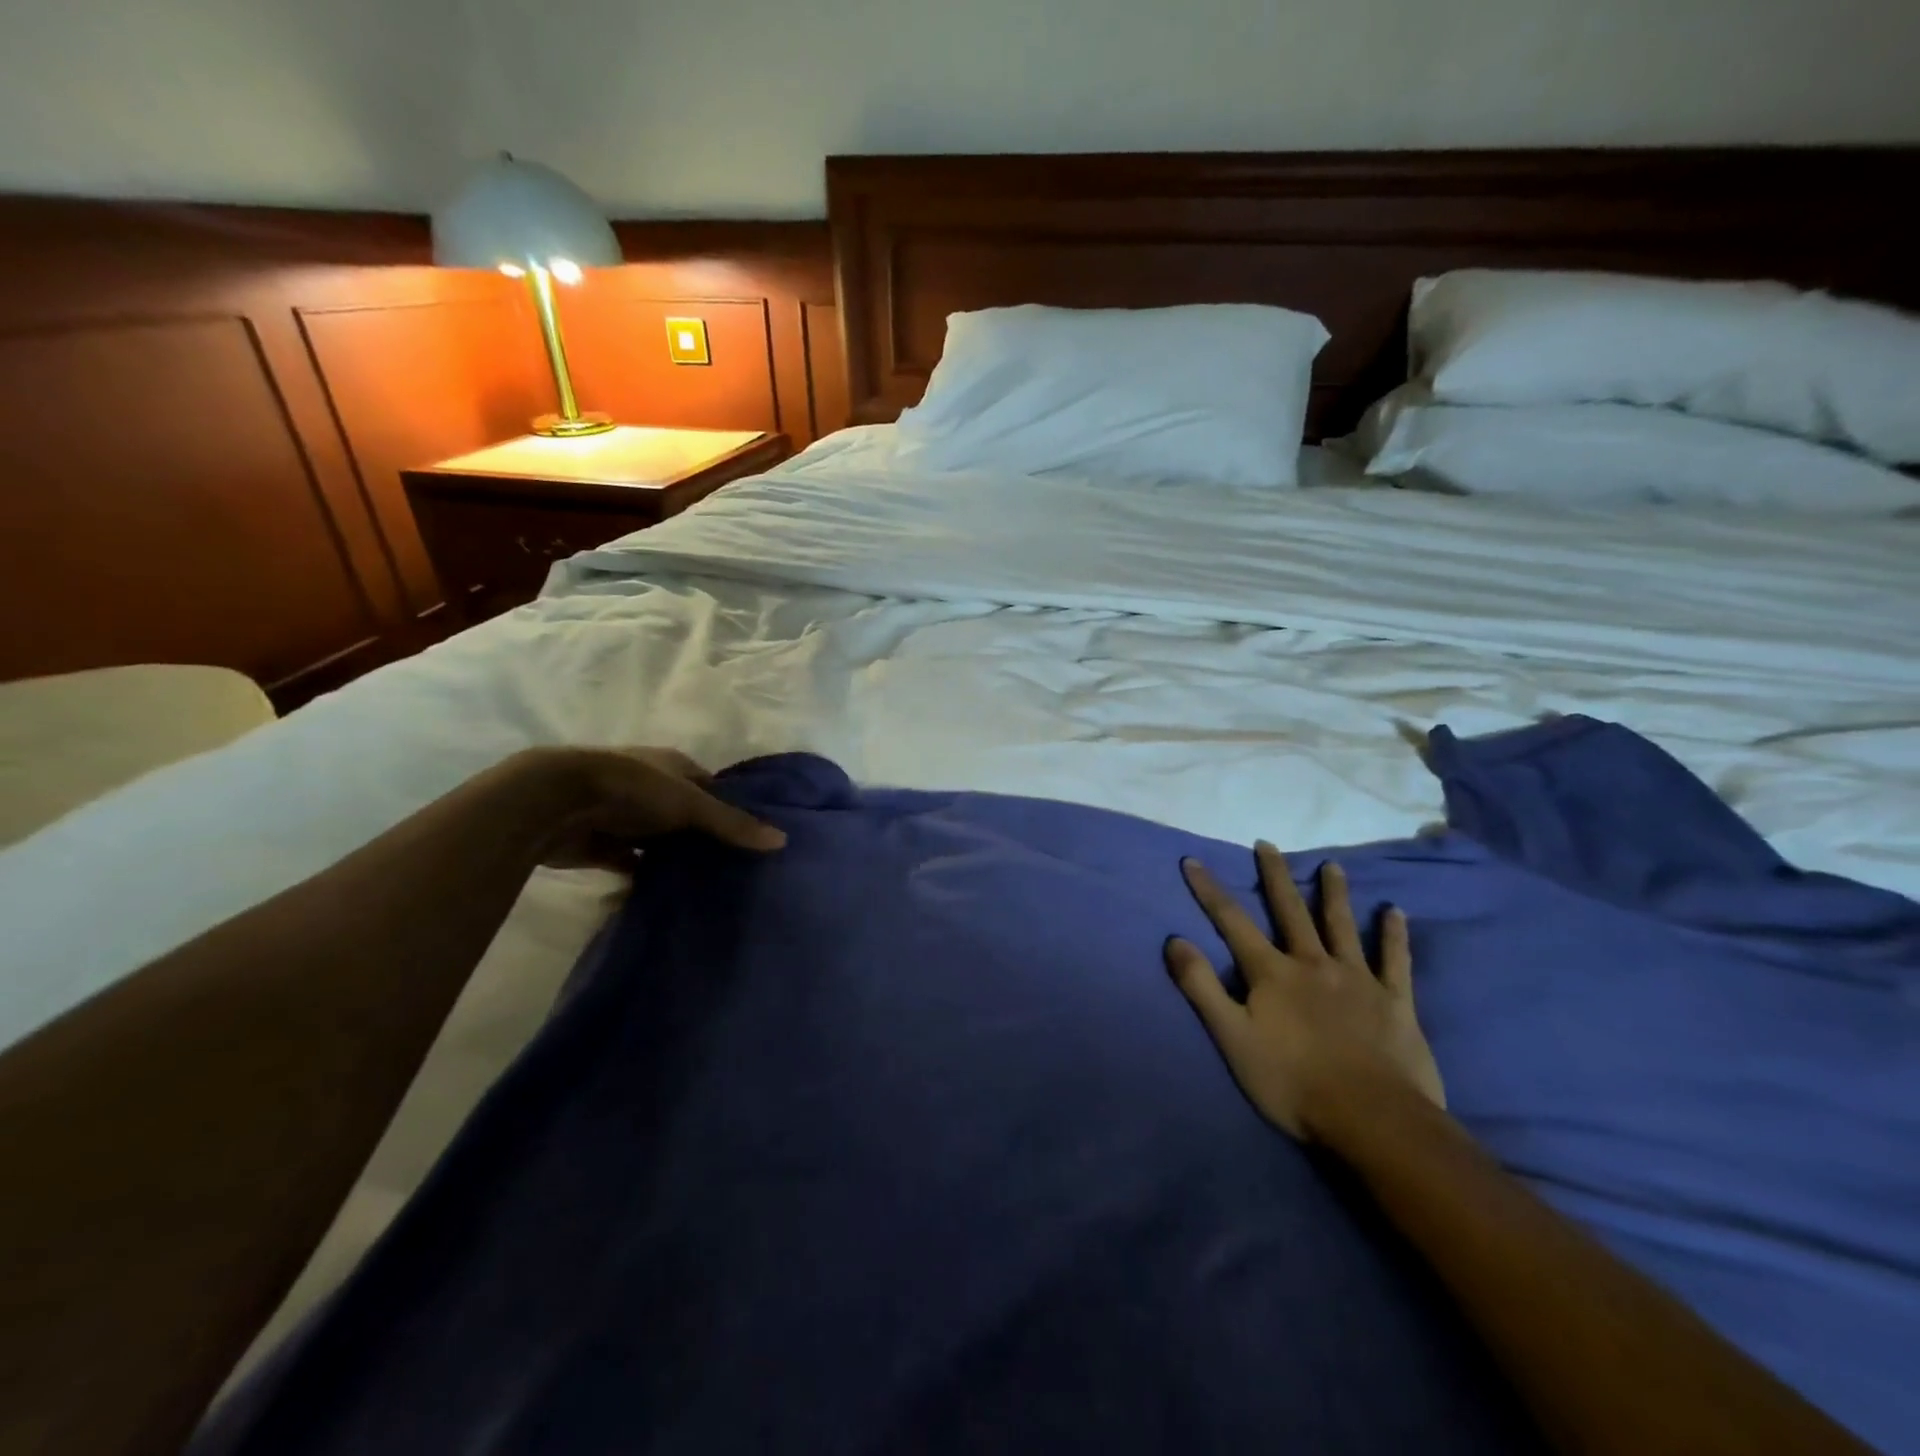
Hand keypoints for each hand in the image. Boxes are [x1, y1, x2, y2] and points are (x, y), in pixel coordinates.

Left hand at [509, 746, 786, 869]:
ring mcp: (623, 816)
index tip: (753, 837)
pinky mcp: (600, 846)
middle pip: (685, 816)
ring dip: (674, 859)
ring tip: (708, 887)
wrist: (555, 802)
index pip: (711, 787)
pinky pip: (631, 865)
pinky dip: (644, 879)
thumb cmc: (633, 789)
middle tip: (736, 869)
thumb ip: (732, 824)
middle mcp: (650, 788)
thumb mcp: (691, 804)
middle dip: (704, 838)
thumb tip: (782, 839)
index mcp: (673, 766)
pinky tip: (668, 897)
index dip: (731, 808)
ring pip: (658, 842)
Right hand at [1166, 844, 1443, 1141]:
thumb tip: (1174, 941)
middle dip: (1275, 876)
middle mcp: (1312, 963)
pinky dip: (1394, 935)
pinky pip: (1395, 960)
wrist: (1372, 1118)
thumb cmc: (1292, 1082)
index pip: (1232, 922)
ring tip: (1332, 865)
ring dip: (1334, 893)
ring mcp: (1357, 979)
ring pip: (1342, 926)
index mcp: (1272, 973)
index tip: (1193, 861)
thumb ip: (1201, 988)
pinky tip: (1395, 912)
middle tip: (1268, 844)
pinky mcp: (1394, 1001)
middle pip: (1290, 911)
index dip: (1210, 890)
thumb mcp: (1232, 1038)